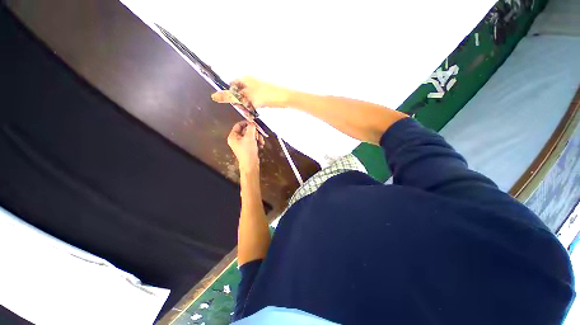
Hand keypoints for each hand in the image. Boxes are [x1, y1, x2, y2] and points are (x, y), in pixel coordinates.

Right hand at [212, 77, 288, 108]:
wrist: (283, 98)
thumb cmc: (264, 96)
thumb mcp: (246, 97)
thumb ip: (231, 97)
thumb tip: (215, 96)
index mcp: (244, 79)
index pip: (231, 85)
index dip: (230, 94)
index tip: (232, 103)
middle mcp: (249, 81)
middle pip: (238, 91)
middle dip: (238, 101)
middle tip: (241, 108)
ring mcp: (256, 88)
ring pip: (246, 97)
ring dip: (245, 104)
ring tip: (248, 110)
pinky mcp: (262, 94)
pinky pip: (253, 100)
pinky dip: (252, 105)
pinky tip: (254, 110)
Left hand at [227, 121, 263, 171]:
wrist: (251, 165)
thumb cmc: (248, 151)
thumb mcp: (249, 137)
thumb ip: (251, 127)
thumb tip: (253, 122)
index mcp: (233, 136)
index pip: (239, 125)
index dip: (247, 123)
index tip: (254, 123)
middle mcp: (236, 139)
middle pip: (246, 130)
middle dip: (254, 132)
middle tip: (259, 135)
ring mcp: (242, 144)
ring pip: (251, 136)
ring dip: (258, 137)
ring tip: (261, 142)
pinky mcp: (248, 148)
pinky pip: (253, 141)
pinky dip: (257, 142)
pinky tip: (261, 145)